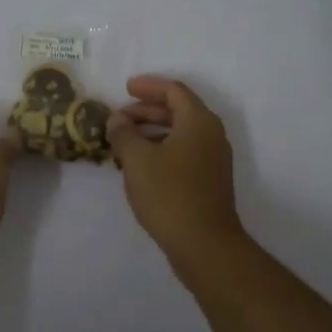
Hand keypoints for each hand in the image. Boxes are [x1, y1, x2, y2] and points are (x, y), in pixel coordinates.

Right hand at [106, 76, 244, 258]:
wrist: (204, 244)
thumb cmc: (169, 194)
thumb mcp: (137, 160)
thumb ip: (124, 134)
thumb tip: (117, 120)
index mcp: (198, 121)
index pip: (174, 91)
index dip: (148, 86)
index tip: (126, 88)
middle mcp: (211, 135)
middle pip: (178, 110)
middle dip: (147, 111)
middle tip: (119, 118)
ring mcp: (213, 159)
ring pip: (180, 133)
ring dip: (152, 132)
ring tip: (124, 141)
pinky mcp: (209, 181)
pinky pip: (183, 152)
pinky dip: (161, 149)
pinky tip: (139, 165)